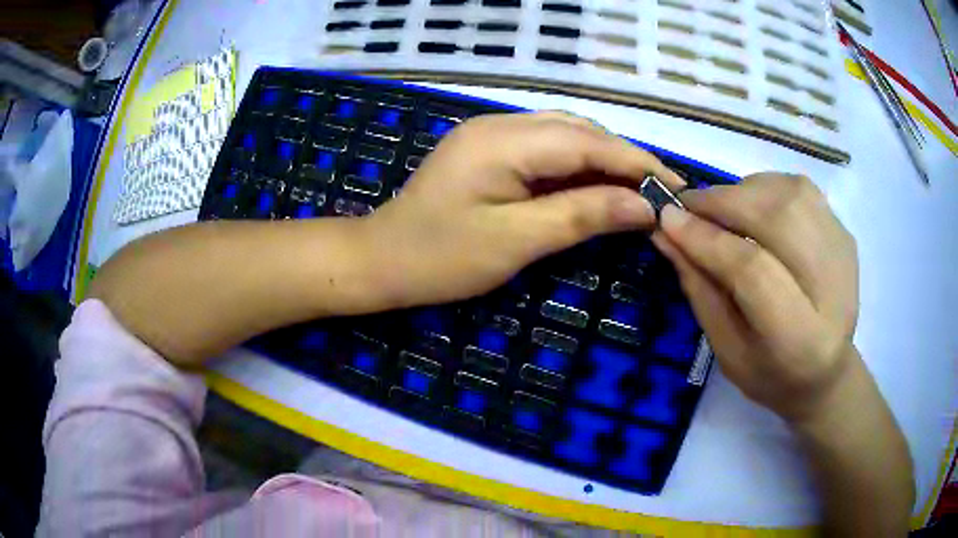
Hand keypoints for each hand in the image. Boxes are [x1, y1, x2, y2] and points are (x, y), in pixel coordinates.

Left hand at [362, 112, 683, 308]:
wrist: (380, 260)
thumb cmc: (440, 258)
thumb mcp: (516, 241)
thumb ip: (582, 215)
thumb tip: (644, 207)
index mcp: (505, 141)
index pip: (589, 142)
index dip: (637, 163)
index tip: (675, 186)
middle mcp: (500, 124)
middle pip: (580, 132)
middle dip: (624, 160)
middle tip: (660, 194)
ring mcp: (492, 134)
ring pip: (565, 137)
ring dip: (603, 162)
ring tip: (637, 192)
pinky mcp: (488, 150)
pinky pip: (545, 149)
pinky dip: (577, 168)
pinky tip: (596, 187)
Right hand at [652, 173, 859, 422]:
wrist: (828, 370)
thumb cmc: (772, 374)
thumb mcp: (727, 350)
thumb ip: (700, 290)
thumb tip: (666, 232)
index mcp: (800, 338)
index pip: (753, 271)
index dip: (708, 240)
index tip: (667, 220)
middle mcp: (831, 287)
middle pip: (777, 219)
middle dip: (724, 204)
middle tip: (689, 206)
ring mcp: (842, 252)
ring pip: (790, 193)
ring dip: (744, 190)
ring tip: (721, 208)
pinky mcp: (844, 233)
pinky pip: (801, 188)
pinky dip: (767, 187)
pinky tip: (753, 206)